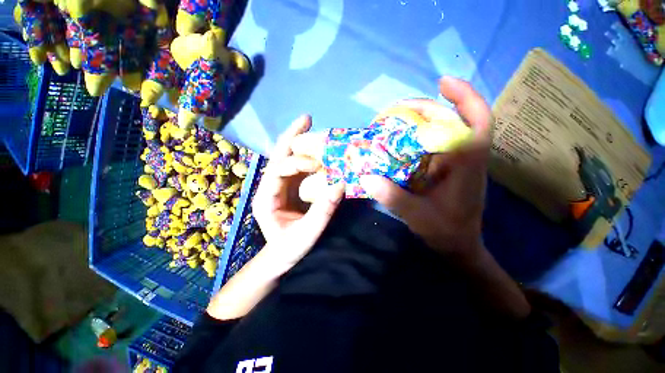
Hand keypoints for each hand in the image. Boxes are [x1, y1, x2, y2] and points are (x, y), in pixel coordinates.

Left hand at [252, 115, 344, 266]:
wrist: (280, 259)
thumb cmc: (288, 249)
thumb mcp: (306, 234)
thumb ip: (322, 211)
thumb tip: (341, 184)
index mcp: (265, 198)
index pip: (278, 170)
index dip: (298, 163)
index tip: (319, 164)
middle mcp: (269, 187)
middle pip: (278, 156)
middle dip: (292, 137)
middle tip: (306, 119)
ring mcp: (279, 186)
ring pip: (287, 158)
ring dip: (298, 142)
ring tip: (310, 125)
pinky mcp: (290, 188)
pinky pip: (297, 168)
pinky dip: (306, 156)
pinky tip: (316, 148)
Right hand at [359, 77, 491, 261]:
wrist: (458, 245)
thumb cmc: (446, 232)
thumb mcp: (419, 217)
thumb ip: (394, 197)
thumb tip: (366, 177)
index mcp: (467, 165)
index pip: (476, 122)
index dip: (465, 97)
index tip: (442, 82)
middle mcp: (463, 158)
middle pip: (452, 121)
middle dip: (426, 109)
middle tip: (397, 109)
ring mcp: (453, 163)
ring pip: (441, 132)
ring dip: (419, 122)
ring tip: (395, 121)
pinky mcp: (443, 169)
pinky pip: (431, 146)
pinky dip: (415, 139)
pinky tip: (399, 142)